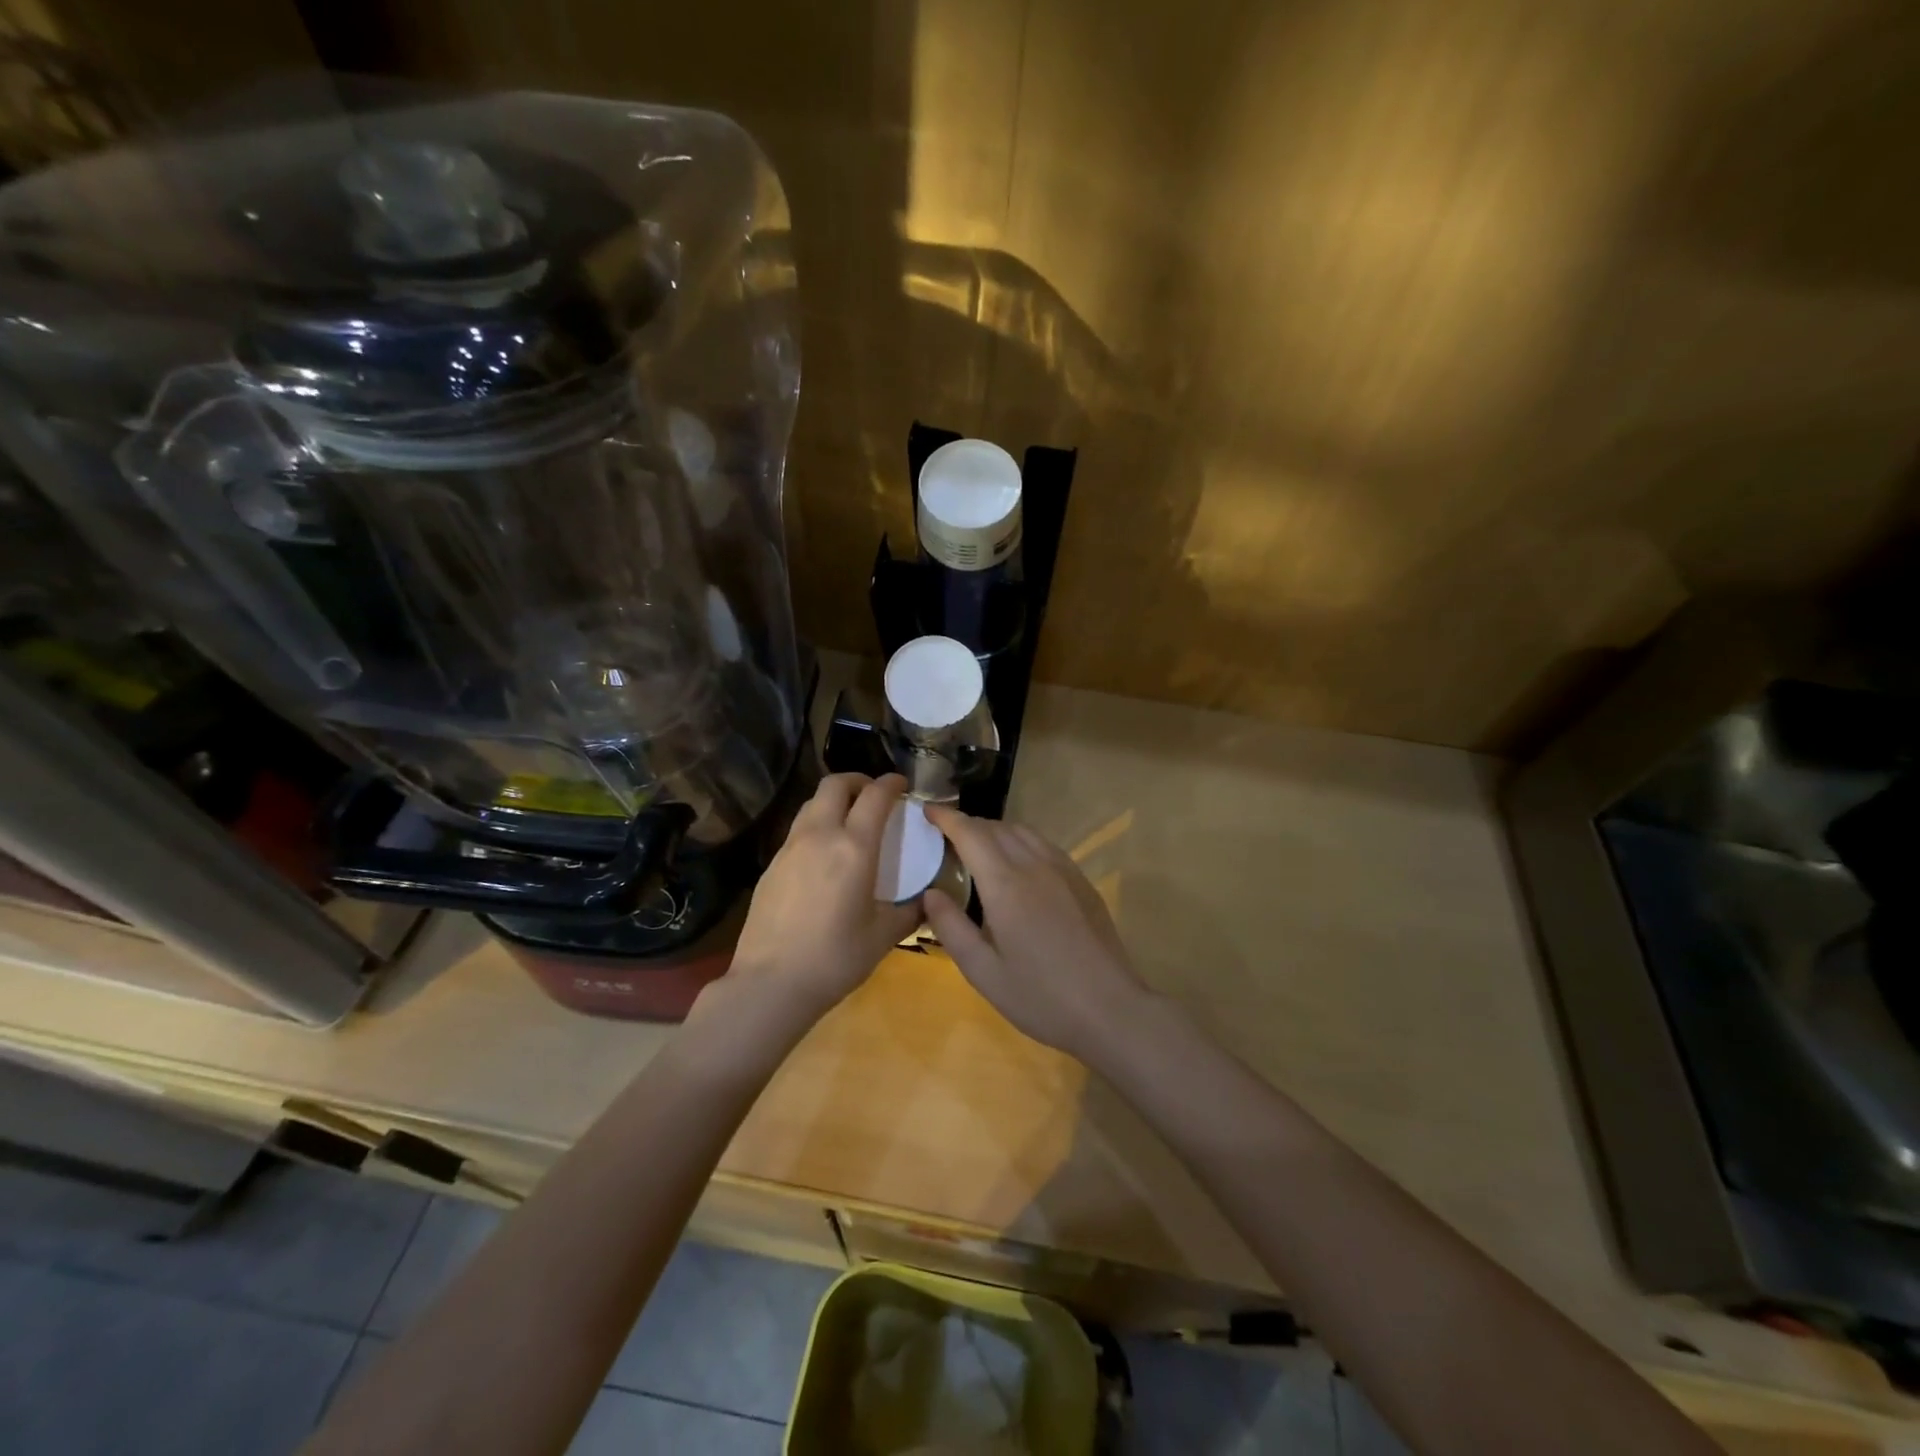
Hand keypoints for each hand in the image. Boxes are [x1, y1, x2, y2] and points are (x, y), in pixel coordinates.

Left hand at [725, 773, 922, 1020]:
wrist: (771, 983)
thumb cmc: (835, 958)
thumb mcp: (883, 936)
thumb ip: (910, 912)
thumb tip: (927, 901)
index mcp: (854, 847)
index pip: (875, 796)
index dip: (891, 783)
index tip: (902, 785)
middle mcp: (820, 835)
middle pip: (835, 785)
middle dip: (858, 781)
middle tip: (874, 796)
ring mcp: (790, 848)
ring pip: (811, 804)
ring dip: (833, 801)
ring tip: (849, 821)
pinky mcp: (771, 865)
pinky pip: (798, 830)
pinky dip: (816, 826)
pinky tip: (824, 855)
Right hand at [922, 805, 1148, 1059]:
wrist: (1110, 1008)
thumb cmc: (1040, 996)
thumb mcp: (983, 972)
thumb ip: (951, 927)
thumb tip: (930, 893)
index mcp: (1005, 884)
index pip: (970, 834)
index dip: (946, 817)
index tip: (926, 811)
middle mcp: (1034, 865)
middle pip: (996, 828)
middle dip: (967, 824)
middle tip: (944, 836)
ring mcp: (1063, 870)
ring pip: (1023, 832)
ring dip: (995, 830)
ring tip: (977, 847)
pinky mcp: (1081, 881)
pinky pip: (1044, 845)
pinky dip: (1020, 841)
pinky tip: (1016, 864)